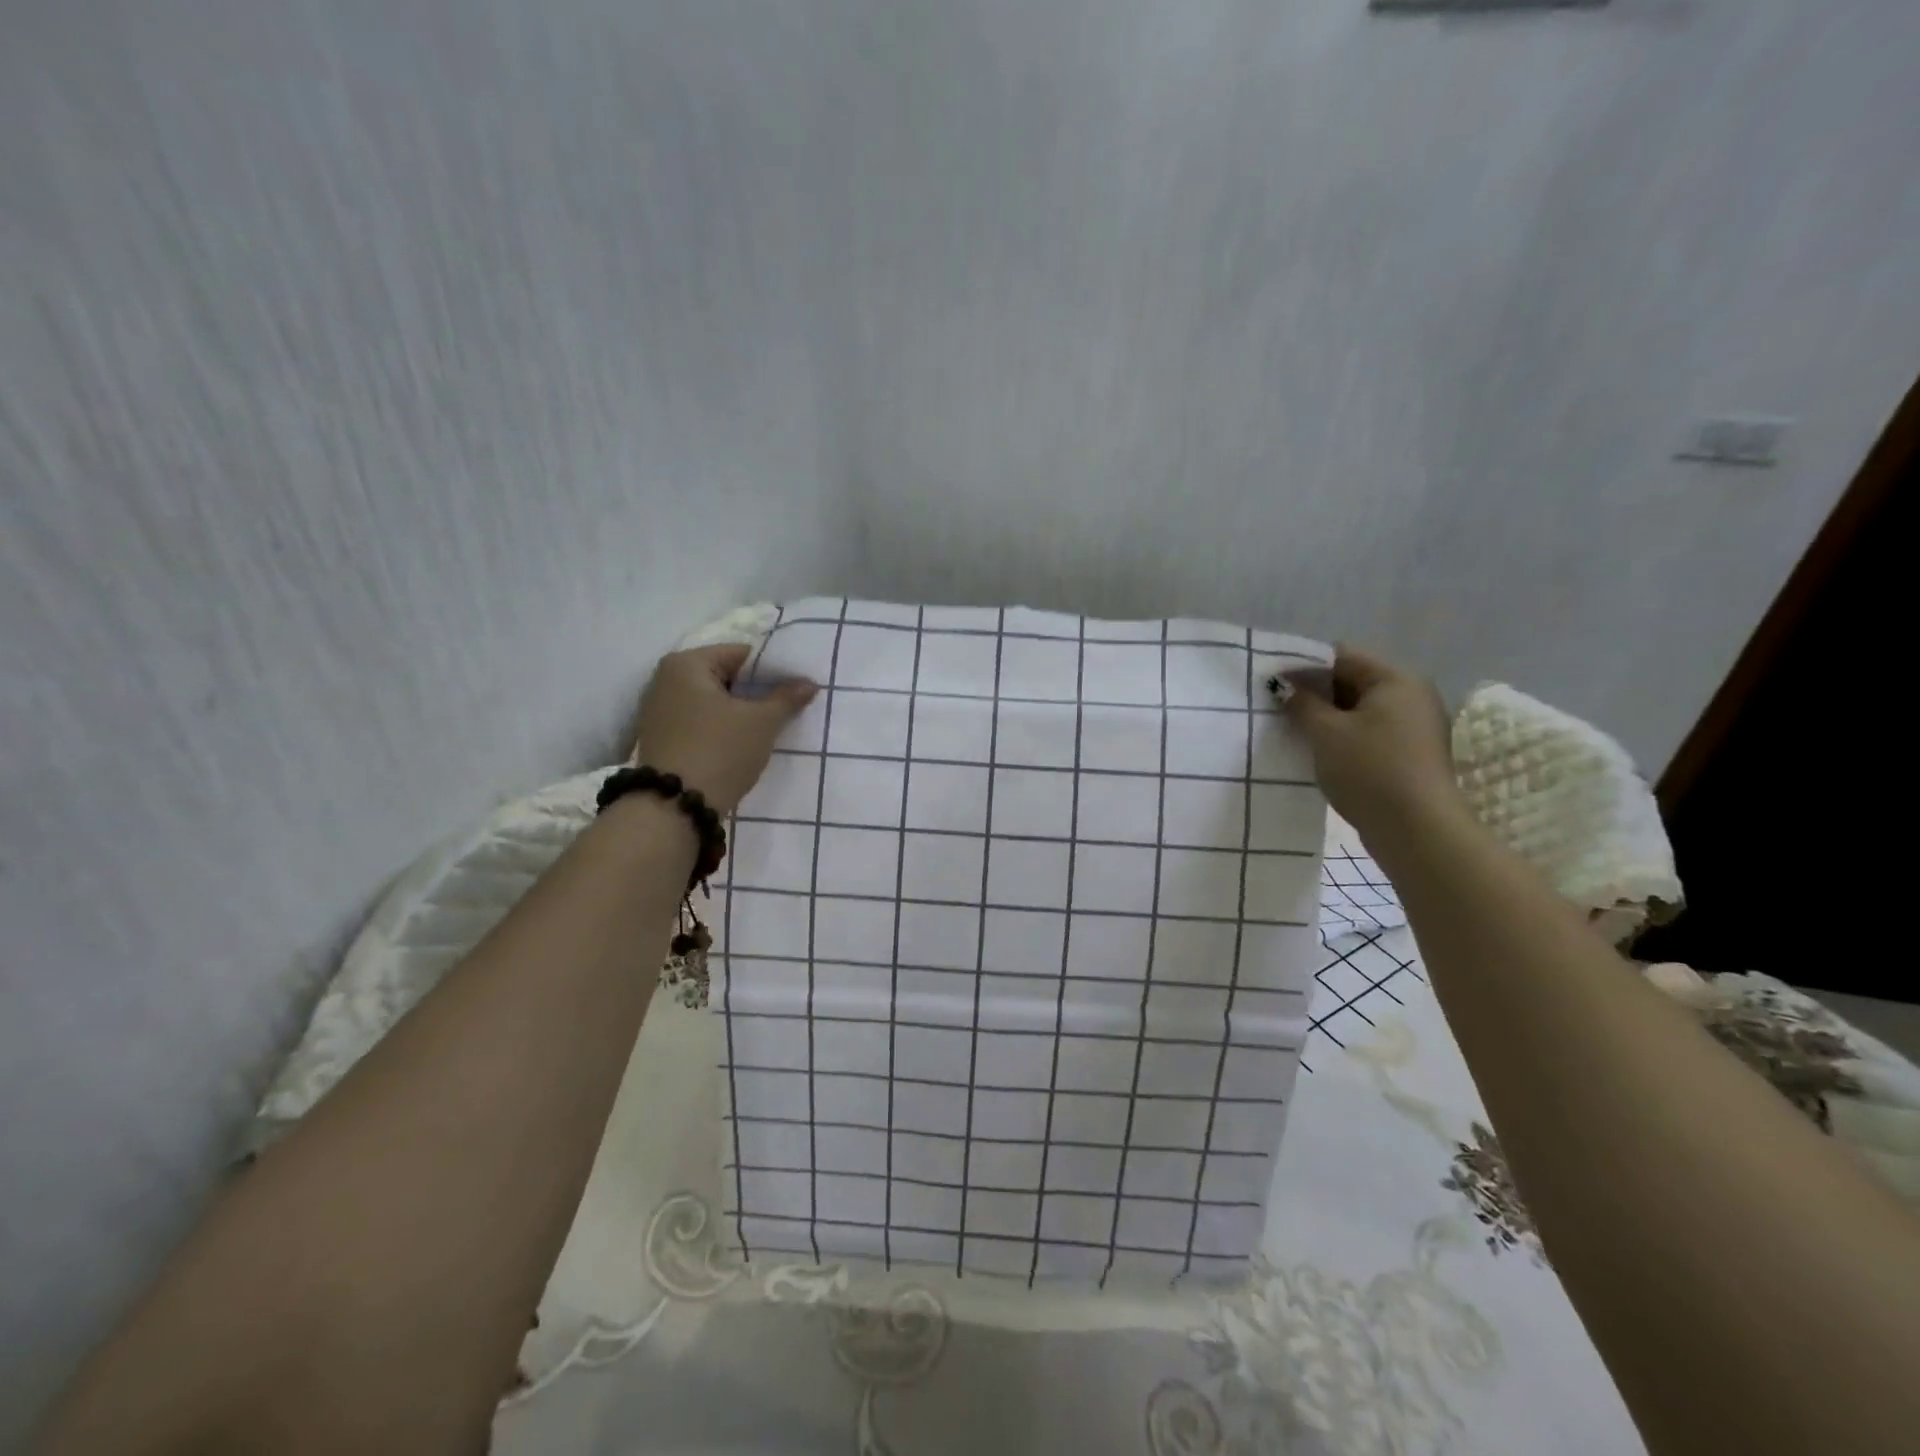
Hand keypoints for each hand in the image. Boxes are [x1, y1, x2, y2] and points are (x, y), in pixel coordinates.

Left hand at [631, 645, 817, 813]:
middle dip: (756, 692)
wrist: (674, 808)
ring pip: (713, 702)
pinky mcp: (661, 738)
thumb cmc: (720, 751)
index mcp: (686, 664)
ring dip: (740, 712)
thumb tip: (809, 682)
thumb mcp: (761, 722)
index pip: (741, 654)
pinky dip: (722, 727)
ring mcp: (659, 710)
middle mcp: (665, 679)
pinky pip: (700, 721)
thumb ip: (787, 698)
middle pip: (725, 677)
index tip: (795, 687)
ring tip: (769, 727)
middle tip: (787, 708)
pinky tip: (742, 743)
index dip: (773, 669)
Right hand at [1282, 645, 1463, 844]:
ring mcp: (1414, 727)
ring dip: (1326, 718)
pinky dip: (1342, 737)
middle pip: (1352, 681)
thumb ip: (1301, 703)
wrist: (1417, 830)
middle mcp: (1411, 695)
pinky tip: (1317, 752)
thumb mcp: (1325, 732)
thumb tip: (1283, 686)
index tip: (1270, 682)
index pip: (1341, 656)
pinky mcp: (1410, 754)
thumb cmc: (1370, 770)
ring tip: (1291, 730)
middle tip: (1276, 707)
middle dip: (1313, 693)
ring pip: (1359, 710)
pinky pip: (1368, 733)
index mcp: (1396, 679)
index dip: (1302, 666)